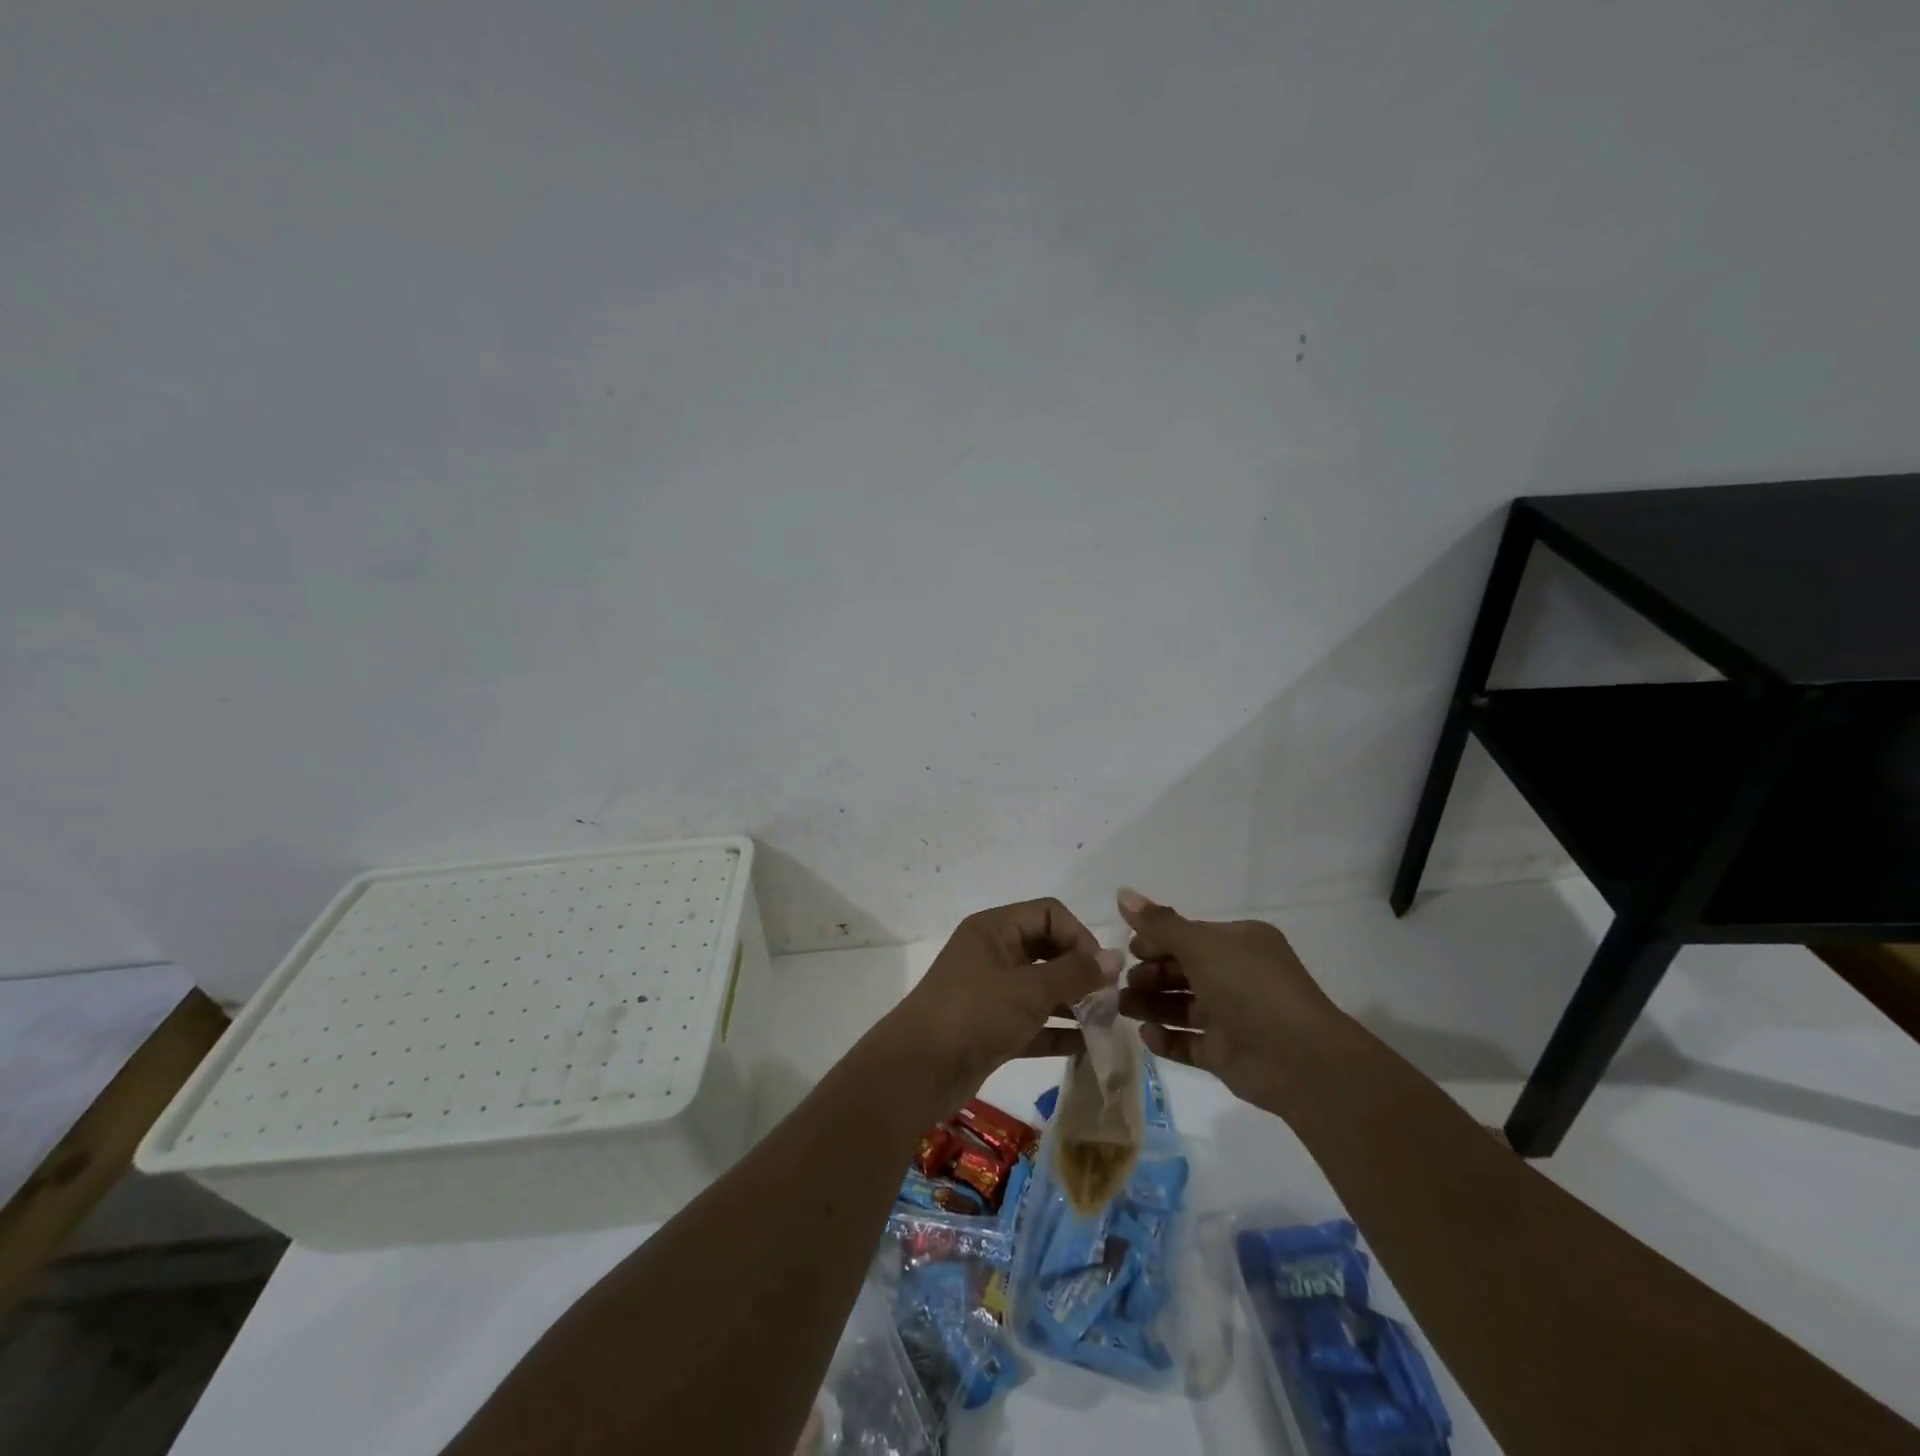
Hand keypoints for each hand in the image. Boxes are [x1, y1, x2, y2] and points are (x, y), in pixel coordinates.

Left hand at [879, 898, 1119, 1112]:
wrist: (918, 1071)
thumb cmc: (975, 1014)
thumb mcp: (1029, 990)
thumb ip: (1075, 973)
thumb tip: (1114, 958)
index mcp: (994, 929)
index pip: (1049, 914)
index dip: (1079, 936)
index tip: (1101, 970)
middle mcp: (992, 953)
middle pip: (1047, 949)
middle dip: (1080, 971)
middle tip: (1109, 1000)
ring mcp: (991, 992)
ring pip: (1041, 988)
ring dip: (1073, 1002)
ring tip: (1106, 1024)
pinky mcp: (991, 1028)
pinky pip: (1032, 1022)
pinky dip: (1056, 1031)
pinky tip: (1088, 1047)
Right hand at [1115, 887, 1344, 1112]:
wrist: (1298, 1059)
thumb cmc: (1249, 987)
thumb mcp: (1201, 945)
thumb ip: (1159, 923)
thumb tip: (1122, 892)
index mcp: (1239, 943)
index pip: (1189, 936)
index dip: (1156, 941)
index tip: (1127, 949)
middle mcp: (1237, 976)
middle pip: (1182, 971)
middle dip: (1149, 975)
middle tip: (1119, 982)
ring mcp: (1232, 1017)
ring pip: (1181, 1007)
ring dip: (1150, 1005)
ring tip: (1120, 1007)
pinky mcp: (1226, 1054)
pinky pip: (1188, 1043)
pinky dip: (1166, 1039)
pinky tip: (1145, 1035)